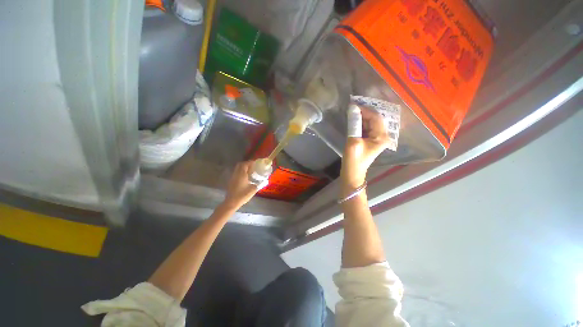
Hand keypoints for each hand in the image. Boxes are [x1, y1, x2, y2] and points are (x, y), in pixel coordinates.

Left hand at [223, 161, 259, 208]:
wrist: (231, 202)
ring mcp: (233, 177)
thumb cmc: (242, 195)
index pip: (245, 164)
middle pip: (240, 164)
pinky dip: (241, 172)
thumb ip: (259, 184)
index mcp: (241, 174)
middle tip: (253, 166)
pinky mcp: (231, 181)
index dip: (250, 162)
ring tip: (250, 171)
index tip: (256, 162)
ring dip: (243, 168)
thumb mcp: (253, 189)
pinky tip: (246, 177)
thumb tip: (265, 181)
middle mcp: (236, 174)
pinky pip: (237, 173)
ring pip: (238, 169)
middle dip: (246, 163)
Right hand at [341, 107, 389, 194]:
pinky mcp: (370, 140)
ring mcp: (376, 138)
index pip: (375, 117)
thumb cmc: (353, 159)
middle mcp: (382, 135)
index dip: (365, 110)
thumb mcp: (353, 141)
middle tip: (351, 108)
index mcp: (381, 136)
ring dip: (361, 117)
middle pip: (374, 119)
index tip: (353, 105)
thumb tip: (352, 108)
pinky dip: (360, 123)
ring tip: (351, 112)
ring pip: (370, 123)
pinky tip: (353, 120)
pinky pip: (366, 128)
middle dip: (363, 113)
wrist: (352, 172)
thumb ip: (354, 125)